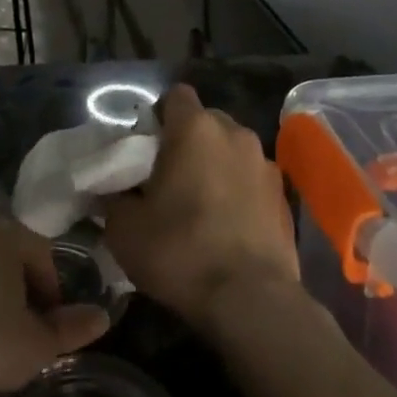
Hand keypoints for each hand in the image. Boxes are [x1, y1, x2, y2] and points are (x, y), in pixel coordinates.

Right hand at [103, 84, 299, 331]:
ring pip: (231, 150)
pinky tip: (227, 225)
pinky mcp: (284, 195)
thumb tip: (113, 191)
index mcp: (195, 128)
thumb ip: (114, 198)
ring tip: (200, 205)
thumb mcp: (125, 229)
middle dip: (187, 142)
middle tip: (167, 178)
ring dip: (215, 166)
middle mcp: (235, 133)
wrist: (251, 300)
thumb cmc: (181, 252)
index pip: (175, 96)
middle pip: (205, 122)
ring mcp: (265, 163)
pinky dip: (238, 191)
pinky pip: (251, 179)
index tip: (145, 149)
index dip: (158, 117)